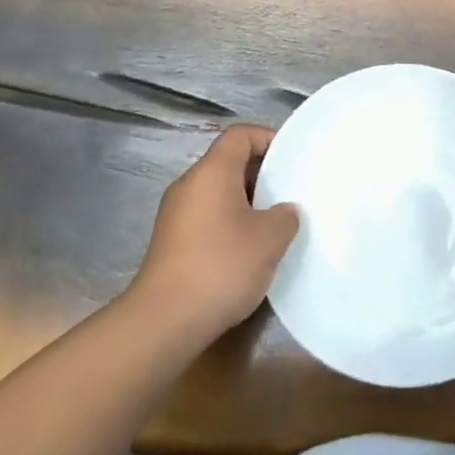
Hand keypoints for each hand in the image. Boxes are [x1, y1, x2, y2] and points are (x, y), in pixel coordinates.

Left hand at [129, 125, 299, 342]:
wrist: (164, 320)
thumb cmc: (222, 265)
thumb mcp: (269, 239)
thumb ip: (285, 216)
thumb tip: (284, 211)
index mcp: (212, 171)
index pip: (239, 134)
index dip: (266, 138)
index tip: (290, 158)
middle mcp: (189, 184)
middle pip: (227, 162)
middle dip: (259, 174)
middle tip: (288, 194)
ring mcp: (175, 214)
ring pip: (216, 192)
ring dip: (245, 202)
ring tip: (272, 225)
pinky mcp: (170, 242)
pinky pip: (205, 217)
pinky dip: (228, 223)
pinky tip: (246, 251)